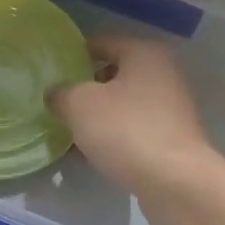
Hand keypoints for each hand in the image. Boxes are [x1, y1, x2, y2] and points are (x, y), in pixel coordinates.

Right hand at [49, 36, 222, 210]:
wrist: (174, 182)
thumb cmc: (126, 130)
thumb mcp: (79, 105)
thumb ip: (61, 93)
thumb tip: (56, 94)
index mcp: (144, 54)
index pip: (101, 43)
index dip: (73, 55)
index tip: (50, 73)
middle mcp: (163, 75)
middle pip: (112, 76)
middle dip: (83, 91)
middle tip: (56, 105)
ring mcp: (170, 109)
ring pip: (121, 107)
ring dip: (95, 119)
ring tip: (66, 134)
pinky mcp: (170, 140)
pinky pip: (131, 132)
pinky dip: (111, 139)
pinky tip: (87, 156)